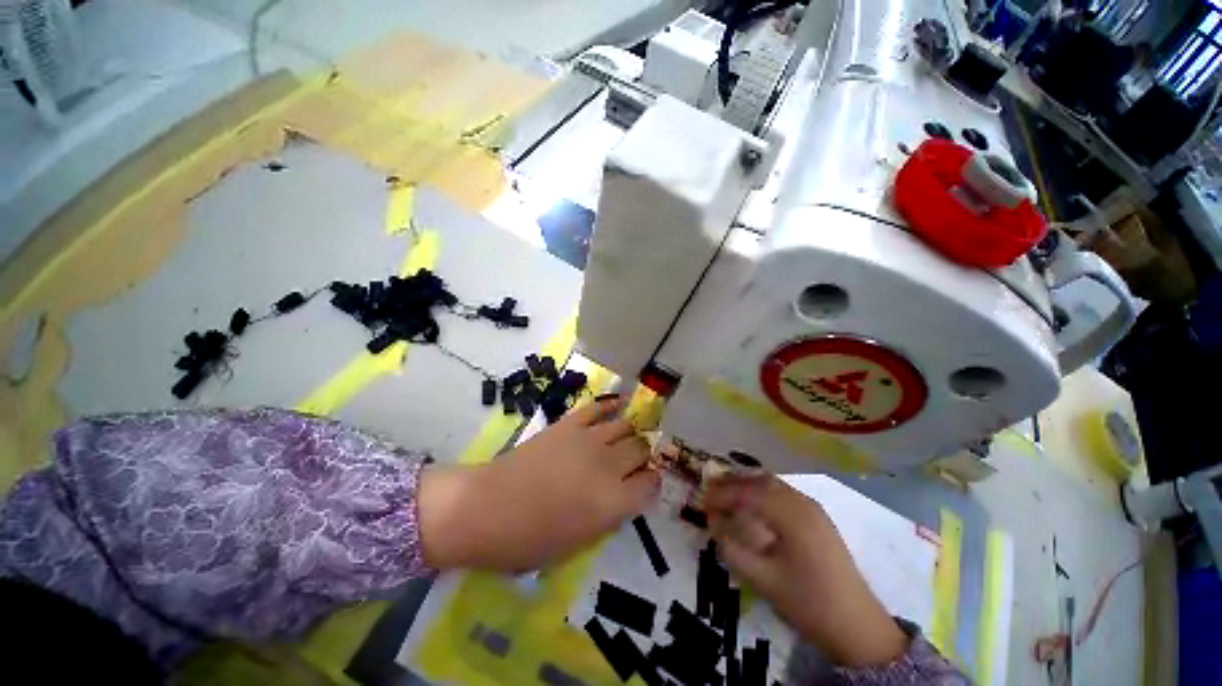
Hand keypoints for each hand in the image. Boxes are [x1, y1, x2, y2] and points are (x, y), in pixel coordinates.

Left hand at [418, 396, 659, 570]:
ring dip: (629, 435)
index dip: (651, 483)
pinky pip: (598, 408)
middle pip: (641, 450)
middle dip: (642, 457)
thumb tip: (624, 495)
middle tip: (632, 464)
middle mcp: (608, 465)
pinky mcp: (569, 424)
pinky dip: (611, 406)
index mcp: (613, 502)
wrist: (485, 508)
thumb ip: (609, 516)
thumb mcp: (578, 544)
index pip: (651, 484)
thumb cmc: (528, 540)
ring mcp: (588, 439)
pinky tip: (617, 407)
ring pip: (626, 426)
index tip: (644, 486)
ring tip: (623, 441)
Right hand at [703, 475, 907, 666]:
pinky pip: (783, 494)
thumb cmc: (808, 603)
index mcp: (791, 515)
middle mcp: (802, 502)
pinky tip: (753, 506)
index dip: (721, 494)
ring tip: (726, 496)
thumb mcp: (763, 580)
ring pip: (772, 484)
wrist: (857, 626)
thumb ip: (732, 549)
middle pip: (759, 481)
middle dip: (732, 483)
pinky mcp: (817, 517)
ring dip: (747, 486)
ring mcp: (812, 508)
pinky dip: (762, 493)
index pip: (747, 493)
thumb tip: (713, 523)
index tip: (702, 500)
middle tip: (709, 491)